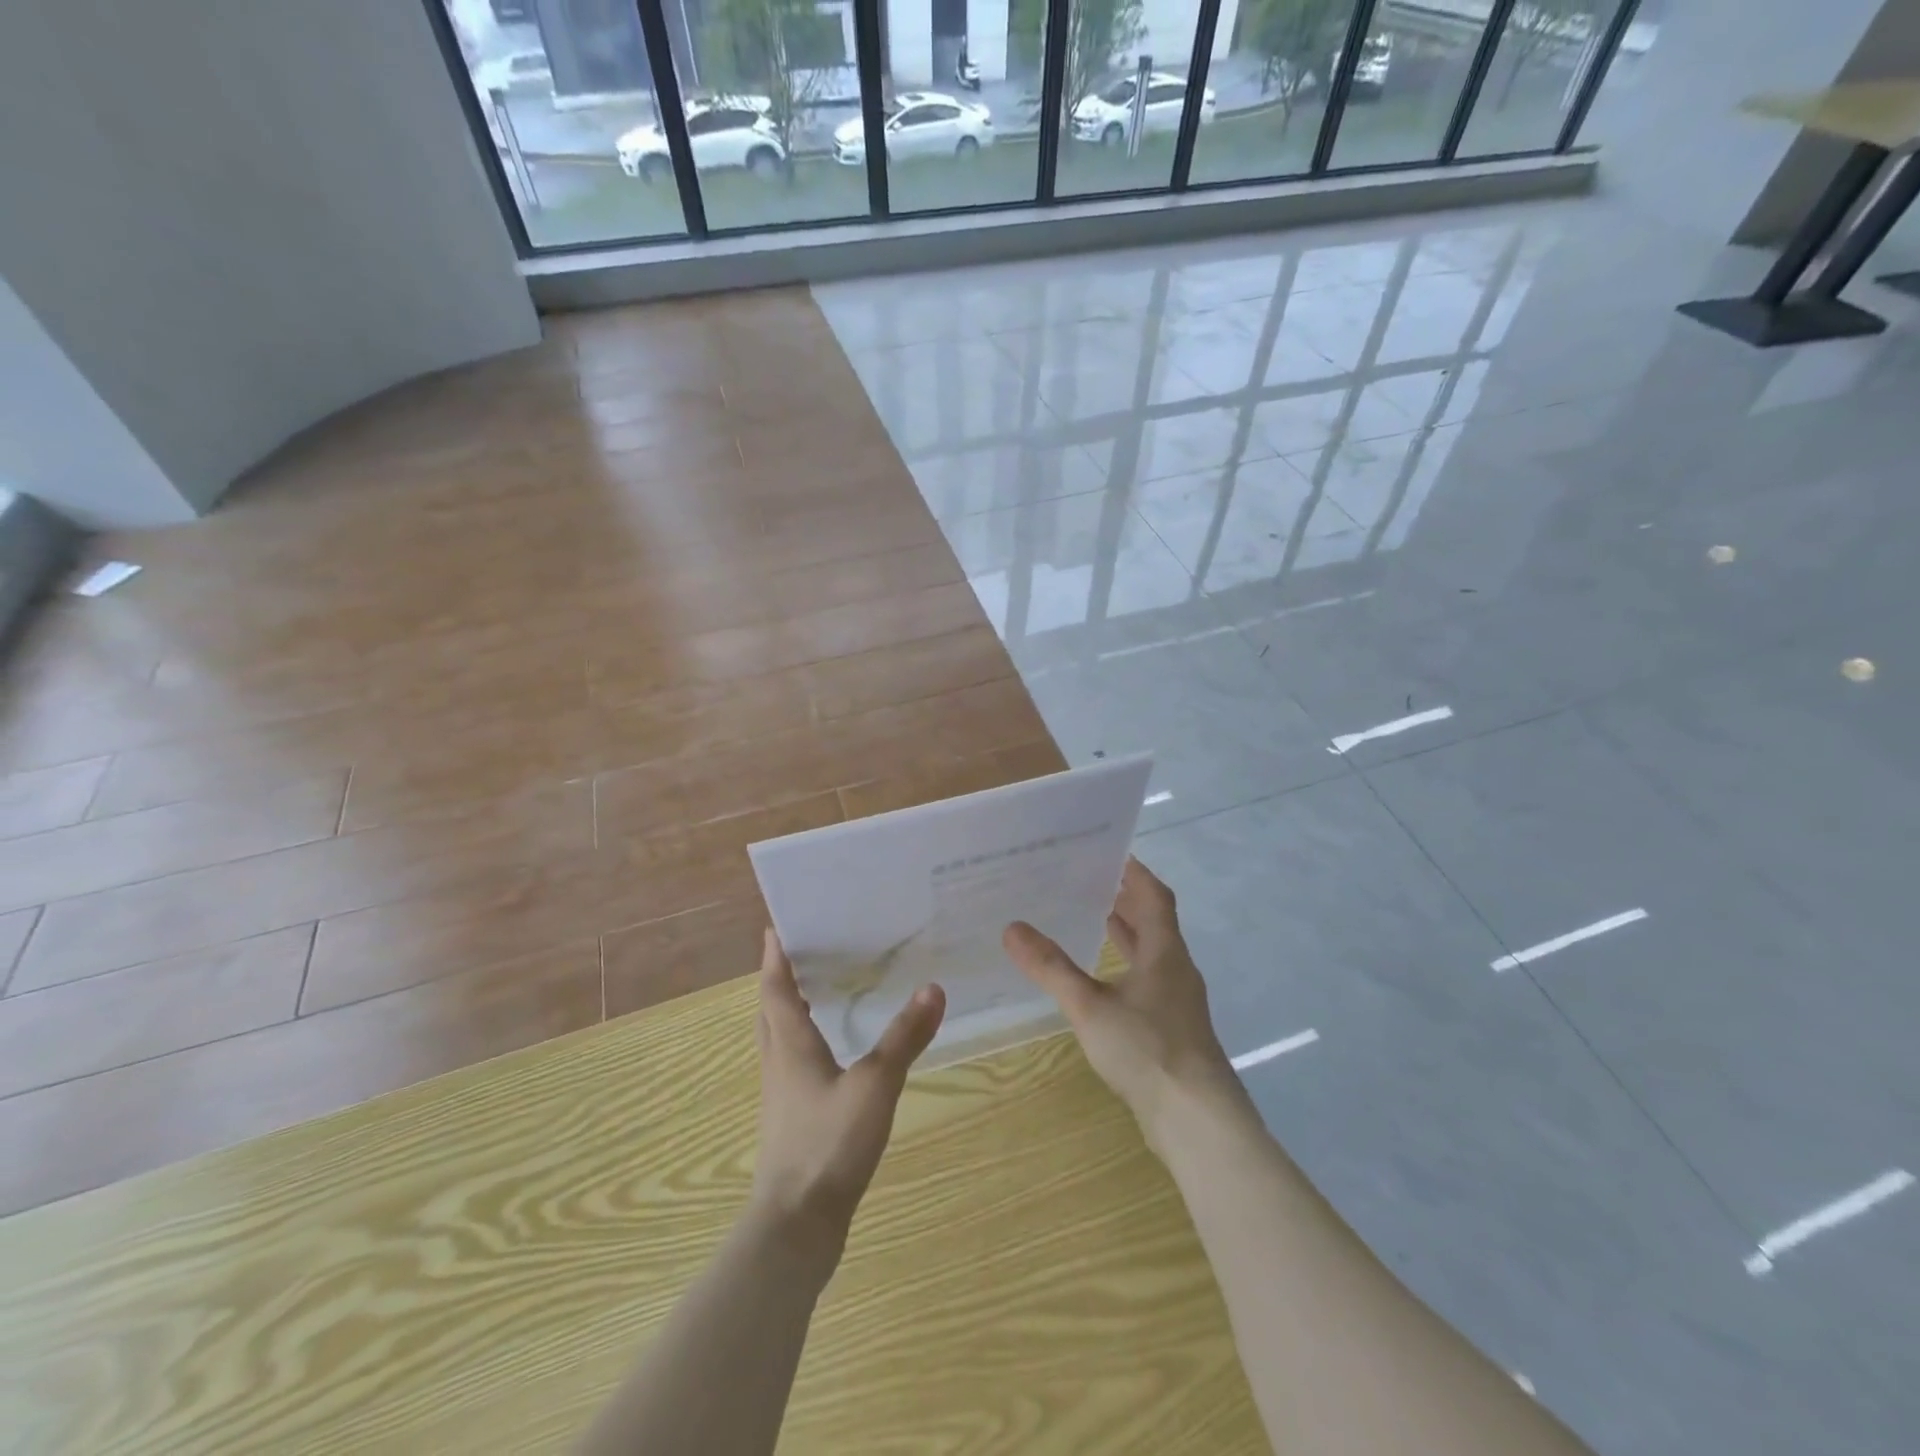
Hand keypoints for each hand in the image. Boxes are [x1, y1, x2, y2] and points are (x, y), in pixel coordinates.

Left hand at [749, 929, 945, 1256]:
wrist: (796, 1226)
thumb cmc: (828, 1144)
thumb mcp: (875, 1085)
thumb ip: (904, 1037)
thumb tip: (933, 988)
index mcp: (790, 1046)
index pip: (776, 989)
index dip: (774, 958)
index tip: (774, 927)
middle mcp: (778, 1064)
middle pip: (770, 1013)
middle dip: (779, 982)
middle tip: (798, 955)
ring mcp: (781, 1096)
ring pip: (777, 1041)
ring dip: (787, 1013)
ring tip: (814, 995)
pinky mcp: (790, 1122)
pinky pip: (790, 1067)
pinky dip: (802, 1047)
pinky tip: (829, 1057)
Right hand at [1003, 858, 1244, 1154]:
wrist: (1197, 1120)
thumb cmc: (1147, 1050)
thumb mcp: (1090, 1006)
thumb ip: (1051, 967)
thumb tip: (1012, 928)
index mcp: (1164, 952)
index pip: (1154, 895)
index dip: (1134, 871)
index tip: (1108, 851)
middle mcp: (1175, 968)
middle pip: (1154, 921)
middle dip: (1124, 898)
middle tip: (1087, 879)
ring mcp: (1177, 1001)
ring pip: (1151, 952)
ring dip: (1126, 932)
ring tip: (1091, 917)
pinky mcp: (1172, 1028)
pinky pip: (1147, 980)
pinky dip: (1125, 965)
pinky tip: (1101, 980)